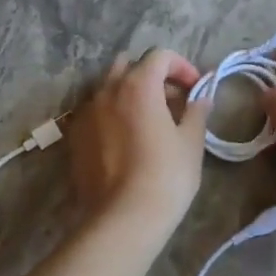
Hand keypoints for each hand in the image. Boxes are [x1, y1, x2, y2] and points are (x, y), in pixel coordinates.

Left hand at [70, 49, 212, 230]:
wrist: (123, 218)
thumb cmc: (166, 176)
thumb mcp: (191, 142)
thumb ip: (196, 112)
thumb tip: (201, 98)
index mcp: (138, 85)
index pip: (159, 56)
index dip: (181, 66)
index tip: (195, 88)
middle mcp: (107, 90)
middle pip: (129, 66)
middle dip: (152, 76)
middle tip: (172, 100)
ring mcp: (86, 112)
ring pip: (109, 88)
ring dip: (130, 93)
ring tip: (149, 120)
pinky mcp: (75, 136)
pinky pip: (95, 111)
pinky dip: (112, 114)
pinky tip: (127, 139)